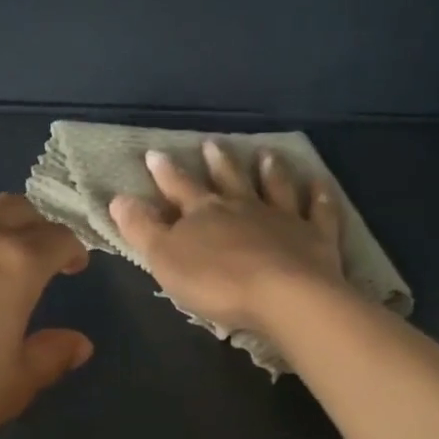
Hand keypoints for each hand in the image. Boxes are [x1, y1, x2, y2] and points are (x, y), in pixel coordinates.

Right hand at [108, 141, 343, 336]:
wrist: (284, 296)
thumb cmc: (217, 281)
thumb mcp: (165, 259)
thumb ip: (142, 229)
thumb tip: (118, 198)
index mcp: (204, 213)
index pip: (179, 188)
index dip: (165, 173)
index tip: (154, 154)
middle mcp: (243, 207)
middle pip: (228, 180)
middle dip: (217, 162)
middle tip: (212, 143)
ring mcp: (283, 218)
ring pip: (274, 187)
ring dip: (269, 170)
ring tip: (266, 154)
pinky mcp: (316, 237)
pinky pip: (318, 211)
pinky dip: (319, 196)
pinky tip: (320, 183)